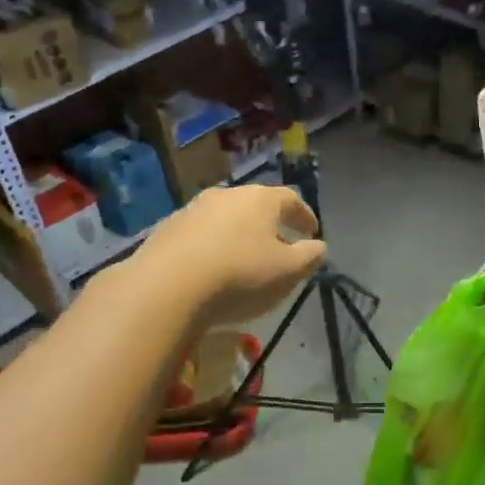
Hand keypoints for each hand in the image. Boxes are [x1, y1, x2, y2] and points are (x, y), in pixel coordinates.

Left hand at [132, 185, 325, 328]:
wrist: (166, 288)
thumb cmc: (240, 275)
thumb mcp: (288, 272)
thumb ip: (309, 256)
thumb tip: (318, 246)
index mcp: (260, 200)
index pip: (290, 199)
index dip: (304, 215)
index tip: (311, 231)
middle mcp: (226, 195)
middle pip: (255, 205)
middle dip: (270, 224)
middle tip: (279, 245)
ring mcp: (192, 210)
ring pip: (224, 219)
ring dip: (237, 235)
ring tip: (243, 259)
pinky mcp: (165, 230)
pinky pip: (199, 235)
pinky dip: (211, 246)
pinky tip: (211, 269)